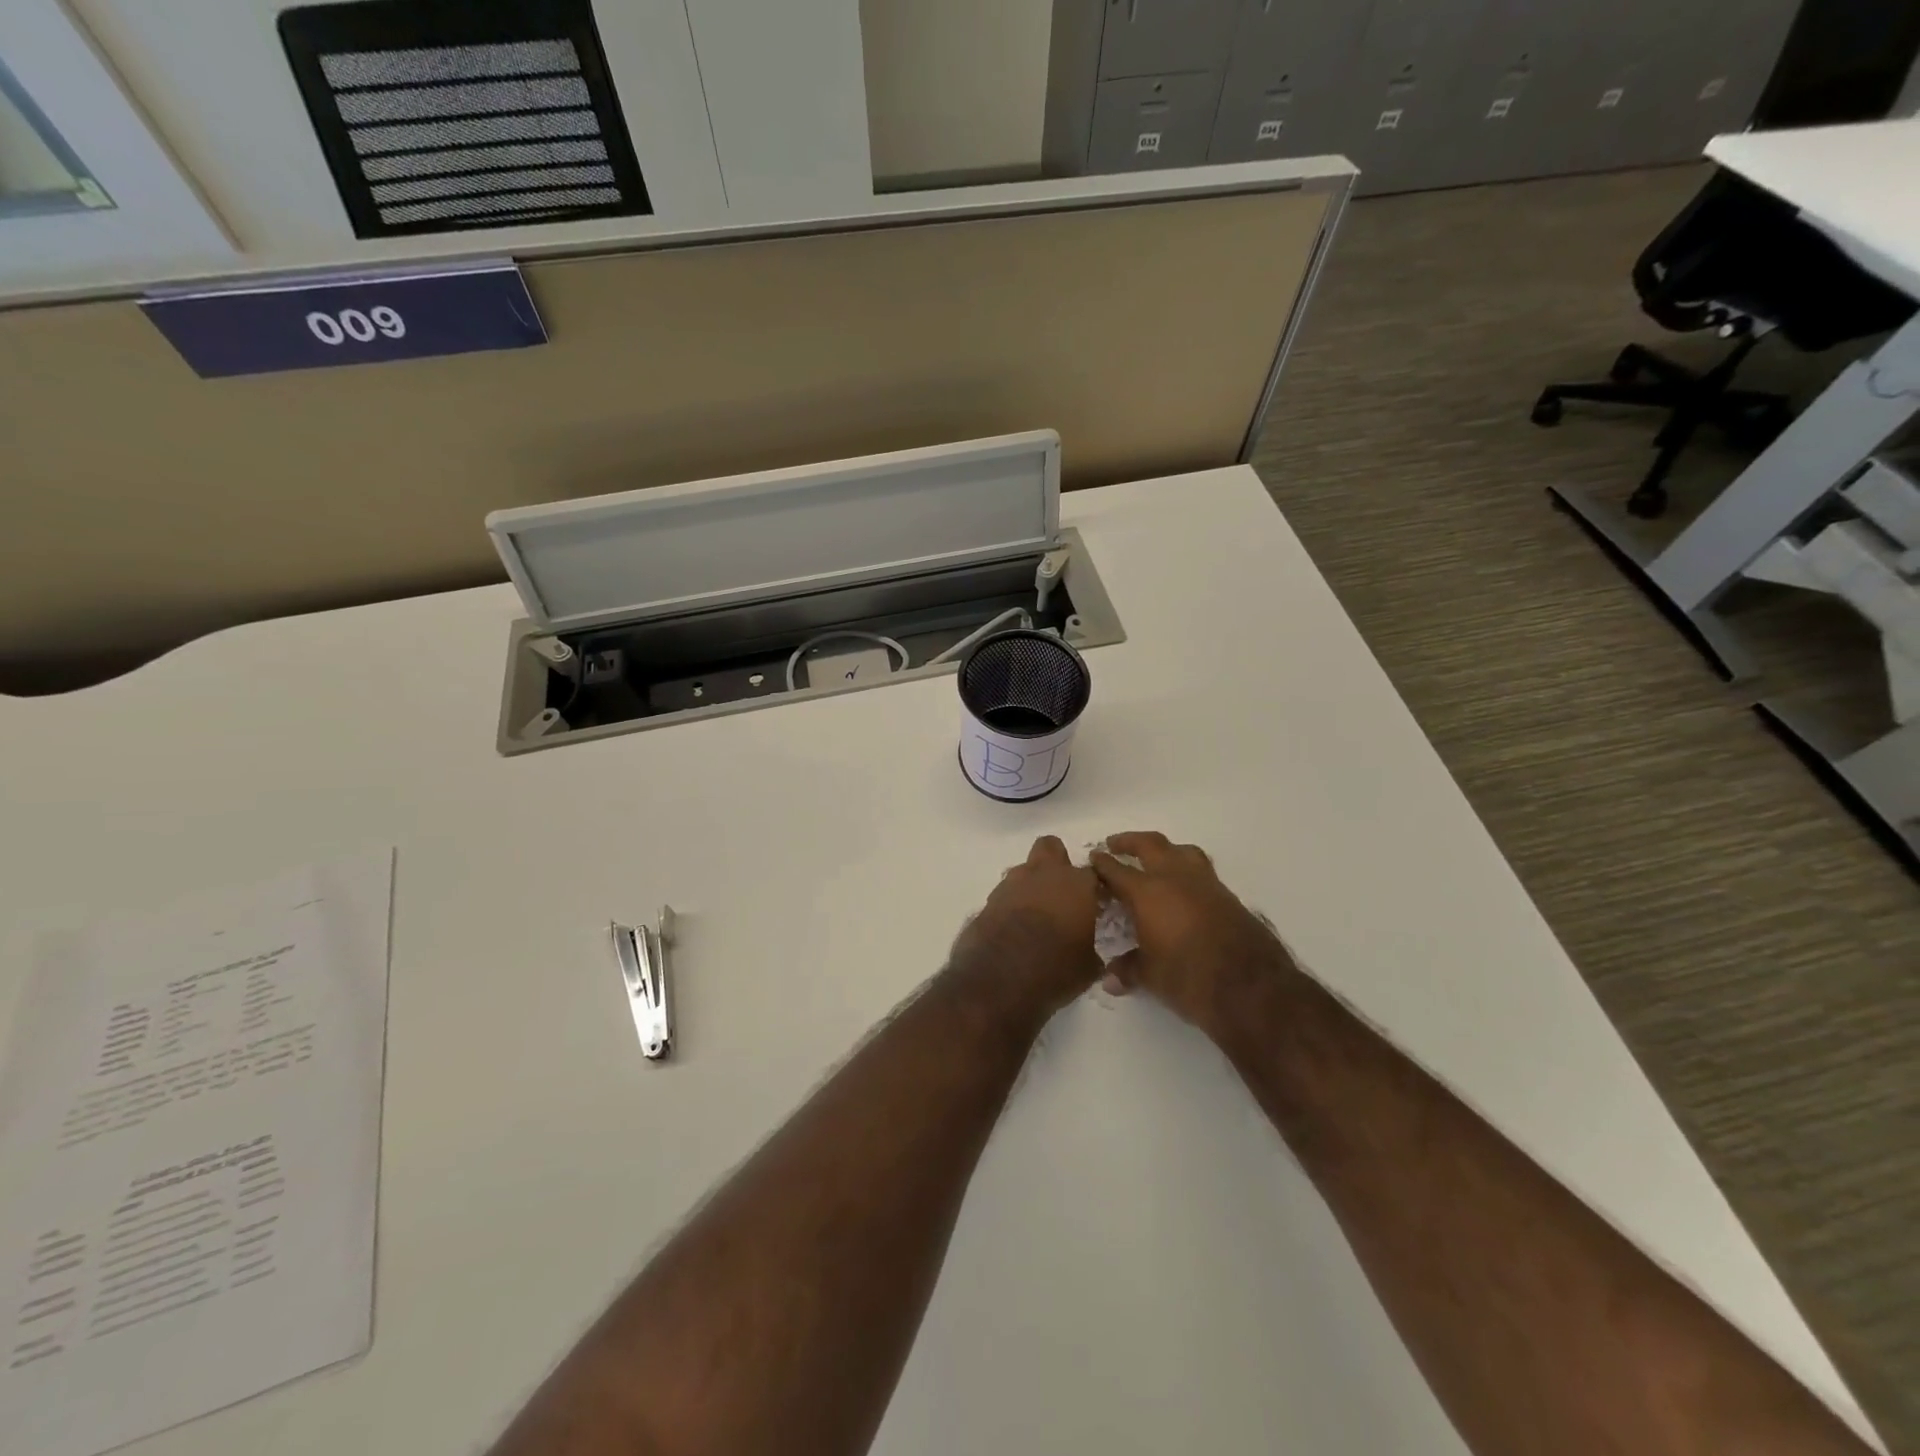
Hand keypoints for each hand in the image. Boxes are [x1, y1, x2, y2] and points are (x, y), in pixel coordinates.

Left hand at [948, 836, 1100, 1027]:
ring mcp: (1012, 883)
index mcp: (1076, 884)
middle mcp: (1044, 874)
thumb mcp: (1088, 966)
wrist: (999, 979)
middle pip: (1051, 847)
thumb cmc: (1055, 969)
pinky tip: (1015, 927)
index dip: (1094, 887)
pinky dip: (1012, 904)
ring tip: (1036, 915)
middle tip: (1062, 891)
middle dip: (1057, 862)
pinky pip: (1006, 893)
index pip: (1093, 873)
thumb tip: (1089, 950)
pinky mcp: (989, 899)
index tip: (1096, 904)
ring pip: (1025, 869)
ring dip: (1031, 884)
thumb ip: (1091, 947)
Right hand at [1090, 832, 1292, 1035]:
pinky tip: (1183, 888)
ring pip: (1181, 851)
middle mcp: (1175, 878)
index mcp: (1148, 892)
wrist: (1251, 987)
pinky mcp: (1228, 896)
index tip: (1093, 859)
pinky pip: (1201, 871)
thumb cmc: (1189, 977)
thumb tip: (1109, 979)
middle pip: (1150, 845)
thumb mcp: (1151, 976)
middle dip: (1130, 842)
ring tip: (1155, 858)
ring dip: (1164, 850)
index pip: (1117, 870)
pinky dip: (1186, 870)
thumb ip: (1128, 970)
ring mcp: (1205, 884)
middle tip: (1115, 844)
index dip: (1102, 864)